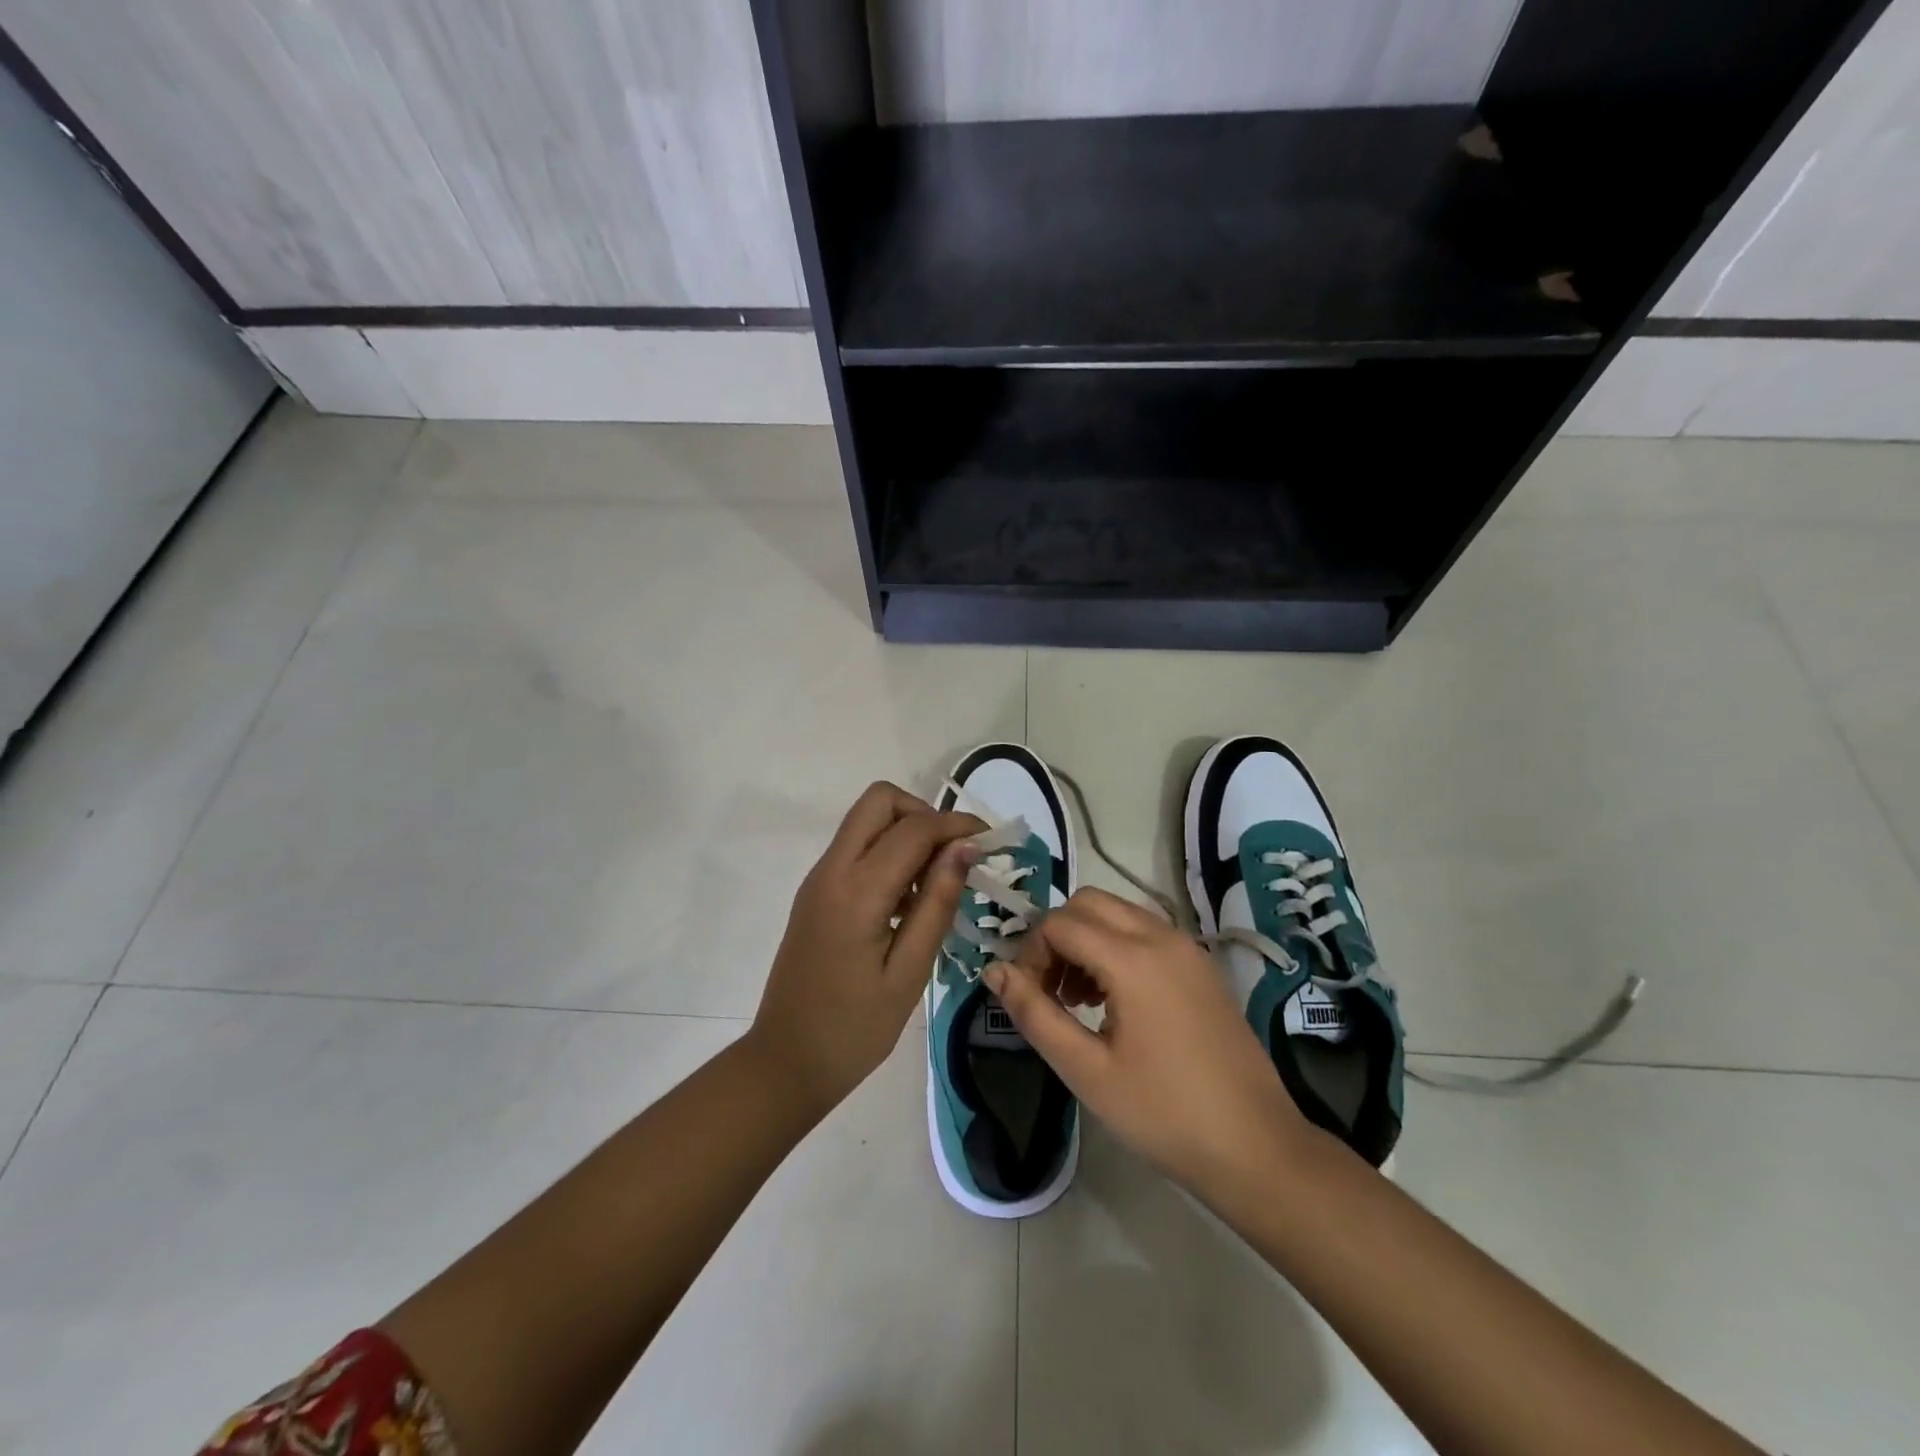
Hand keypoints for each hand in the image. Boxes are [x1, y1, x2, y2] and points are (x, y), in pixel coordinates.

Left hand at [748, 783, 983, 1115]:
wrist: (786, 1062)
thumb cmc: (853, 1029)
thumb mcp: (908, 972)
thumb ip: (937, 904)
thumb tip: (965, 848)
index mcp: (856, 891)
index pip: (913, 828)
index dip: (956, 825)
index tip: (991, 840)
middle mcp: (831, 870)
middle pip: (879, 801)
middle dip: (924, 814)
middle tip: (955, 855)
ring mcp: (819, 879)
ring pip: (867, 821)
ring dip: (906, 832)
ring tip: (938, 884)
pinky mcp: (816, 893)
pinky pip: (857, 849)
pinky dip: (888, 853)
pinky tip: (910, 901)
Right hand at [984, 888, 1309, 1204]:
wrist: (1256, 1147)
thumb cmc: (1163, 1113)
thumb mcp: (1086, 1070)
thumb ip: (1034, 1014)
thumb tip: (994, 971)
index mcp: (1132, 958)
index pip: (1059, 923)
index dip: (1031, 953)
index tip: (1029, 998)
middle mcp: (1161, 936)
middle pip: (1089, 903)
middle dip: (1057, 936)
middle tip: (1050, 991)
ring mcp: (1187, 948)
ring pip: (1118, 913)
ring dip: (1086, 940)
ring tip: (1078, 1000)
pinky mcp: (1202, 965)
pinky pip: (1146, 932)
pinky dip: (1117, 947)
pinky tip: (1115, 1002)